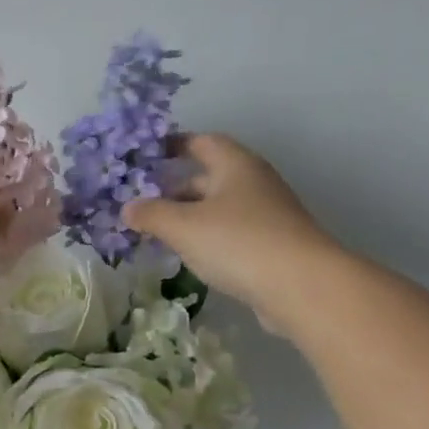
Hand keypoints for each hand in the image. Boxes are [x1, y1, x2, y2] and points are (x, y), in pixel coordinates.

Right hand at [124, 134, 339, 322]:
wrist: (301, 286)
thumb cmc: (238, 243)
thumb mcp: (184, 226)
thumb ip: (152, 214)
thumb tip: (127, 208)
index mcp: (236, 165)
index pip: (202, 142)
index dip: (174, 145)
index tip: (149, 155)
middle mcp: (254, 183)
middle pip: (210, 177)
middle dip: (176, 188)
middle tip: (144, 202)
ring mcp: (267, 215)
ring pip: (220, 208)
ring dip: (191, 216)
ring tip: (160, 232)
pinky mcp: (272, 245)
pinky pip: (232, 233)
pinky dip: (208, 238)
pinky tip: (191, 256)